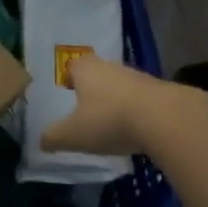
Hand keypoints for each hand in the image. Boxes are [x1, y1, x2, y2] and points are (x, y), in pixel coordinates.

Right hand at [40, 54, 190, 156]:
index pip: (72, 65)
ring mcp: (138, 77)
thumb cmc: (109, 120)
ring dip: (115, 99)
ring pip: (120, 85)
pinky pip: (141, 98)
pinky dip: (136, 110)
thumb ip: (54, 137)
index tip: (67, 91)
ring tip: (111, 122)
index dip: (68, 77)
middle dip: (92, 88)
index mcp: (86, 70)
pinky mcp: (160, 92)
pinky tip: (135, 129)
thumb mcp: (73, 135)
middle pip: (97, 73)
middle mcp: (111, 67)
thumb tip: (41, 141)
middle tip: (86, 108)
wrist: (166, 119)